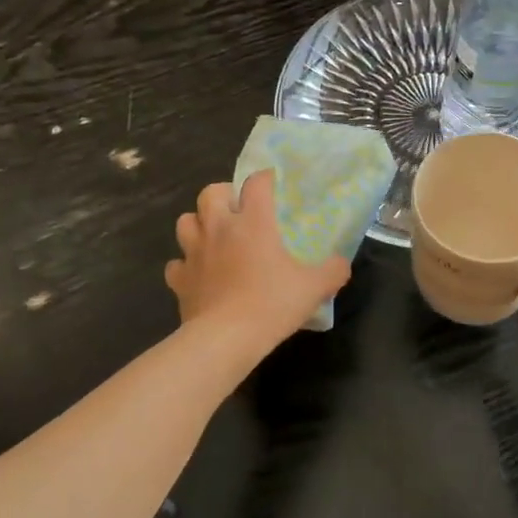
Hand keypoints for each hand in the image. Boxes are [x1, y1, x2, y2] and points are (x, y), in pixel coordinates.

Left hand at [165, 169, 351, 352]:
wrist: (226, 338)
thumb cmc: (271, 304)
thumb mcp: (314, 288)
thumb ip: (333, 271)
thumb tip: (341, 264)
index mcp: (253, 222)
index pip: (256, 183)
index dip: (265, 178)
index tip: (273, 183)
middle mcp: (219, 228)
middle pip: (211, 192)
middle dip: (223, 194)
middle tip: (237, 209)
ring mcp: (194, 253)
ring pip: (185, 221)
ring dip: (198, 223)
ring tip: (214, 236)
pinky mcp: (179, 279)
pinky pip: (177, 263)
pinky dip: (186, 264)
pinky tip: (199, 274)